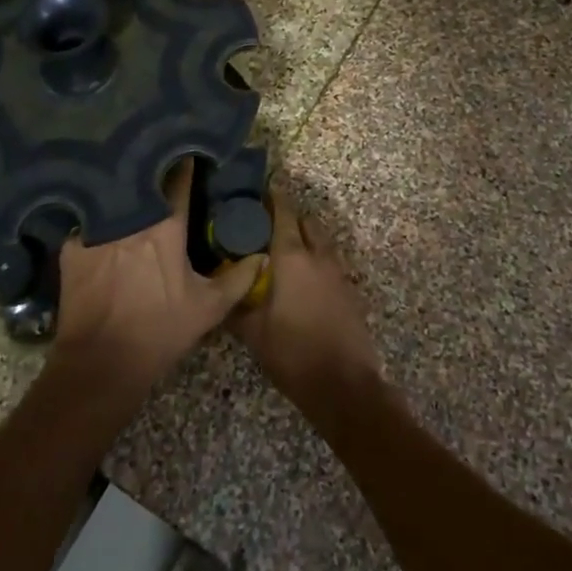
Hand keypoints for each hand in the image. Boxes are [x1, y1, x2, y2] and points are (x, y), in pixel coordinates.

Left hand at [52, 160, 263, 396]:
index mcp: (165, 227)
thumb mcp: (208, 309)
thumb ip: (239, 279)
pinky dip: (98, 220)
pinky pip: (88, 222)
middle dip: (153, 170)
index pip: (179, 180)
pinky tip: (100, 220)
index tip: (191, 151)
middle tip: (161, 164)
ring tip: (131, 184)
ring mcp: (95, 229)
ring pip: (114, 198)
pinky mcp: (71, 247)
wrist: (100, 363)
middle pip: (143, 182)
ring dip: (125, 192)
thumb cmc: (159, 332)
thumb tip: (261, 256)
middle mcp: (129, 218)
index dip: (186, 163)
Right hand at [230, 187, 381, 411]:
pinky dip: (319, 259)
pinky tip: (305, 277)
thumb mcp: (253, 332)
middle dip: (291, 216)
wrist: (343, 384)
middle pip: (307, 222)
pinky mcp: (351, 290)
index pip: (283, 214)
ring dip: (307, 237)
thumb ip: (236, 305)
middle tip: (269, 221)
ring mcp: (339, 273)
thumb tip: (220, 289)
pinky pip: (332, 262)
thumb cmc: (292, 353)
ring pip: (323, 241)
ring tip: (287, 248)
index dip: (274, 197)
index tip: (264, 186)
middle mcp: (319, 256)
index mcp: (293, 258)